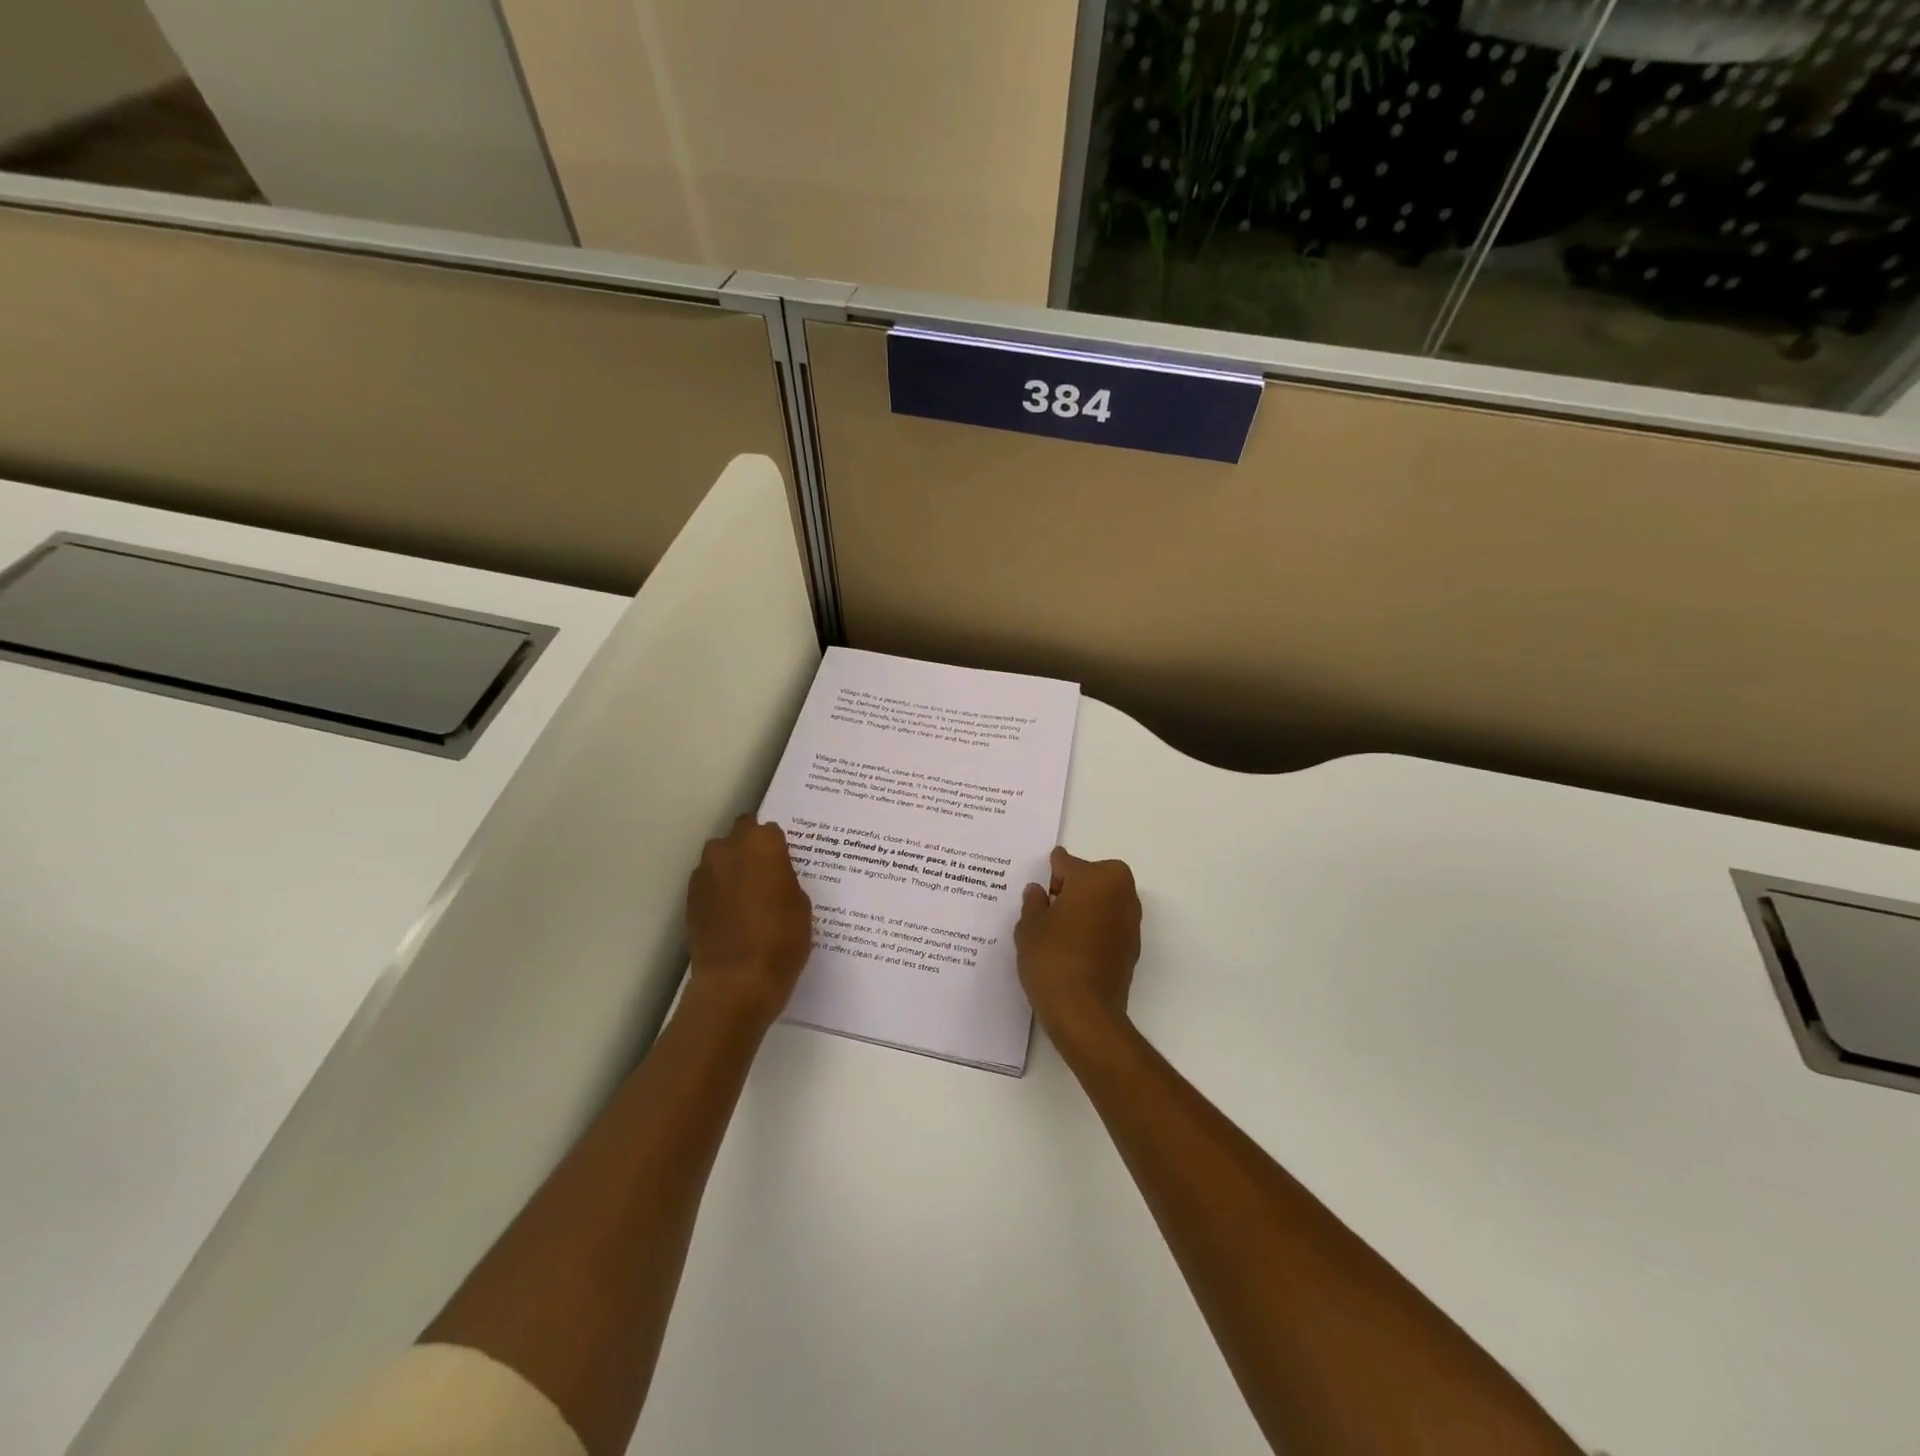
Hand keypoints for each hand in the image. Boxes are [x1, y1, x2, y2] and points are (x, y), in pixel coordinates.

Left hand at [685, 815, 813, 1030]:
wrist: (736, 981)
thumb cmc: (781, 939)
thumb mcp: (801, 905)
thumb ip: (785, 878)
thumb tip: (773, 876)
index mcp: (762, 845)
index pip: (769, 829)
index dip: (777, 846)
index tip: (784, 863)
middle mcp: (728, 849)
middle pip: (740, 834)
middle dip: (750, 847)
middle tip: (766, 874)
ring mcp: (704, 873)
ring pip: (719, 857)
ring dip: (731, 867)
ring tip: (746, 895)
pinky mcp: (690, 898)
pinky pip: (708, 882)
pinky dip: (718, 889)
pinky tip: (731, 914)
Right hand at [1016, 847, 1141, 1051]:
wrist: (1085, 1012)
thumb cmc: (1052, 959)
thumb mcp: (1029, 928)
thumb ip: (1033, 903)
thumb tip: (1037, 891)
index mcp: (1095, 878)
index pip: (1067, 863)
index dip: (1050, 871)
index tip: (1039, 882)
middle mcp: (1120, 892)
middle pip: (1093, 876)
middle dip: (1074, 885)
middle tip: (1049, 905)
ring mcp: (1131, 920)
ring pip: (1105, 899)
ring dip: (1087, 905)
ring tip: (1059, 927)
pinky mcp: (1133, 946)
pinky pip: (1110, 923)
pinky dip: (1095, 926)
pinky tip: (1074, 945)